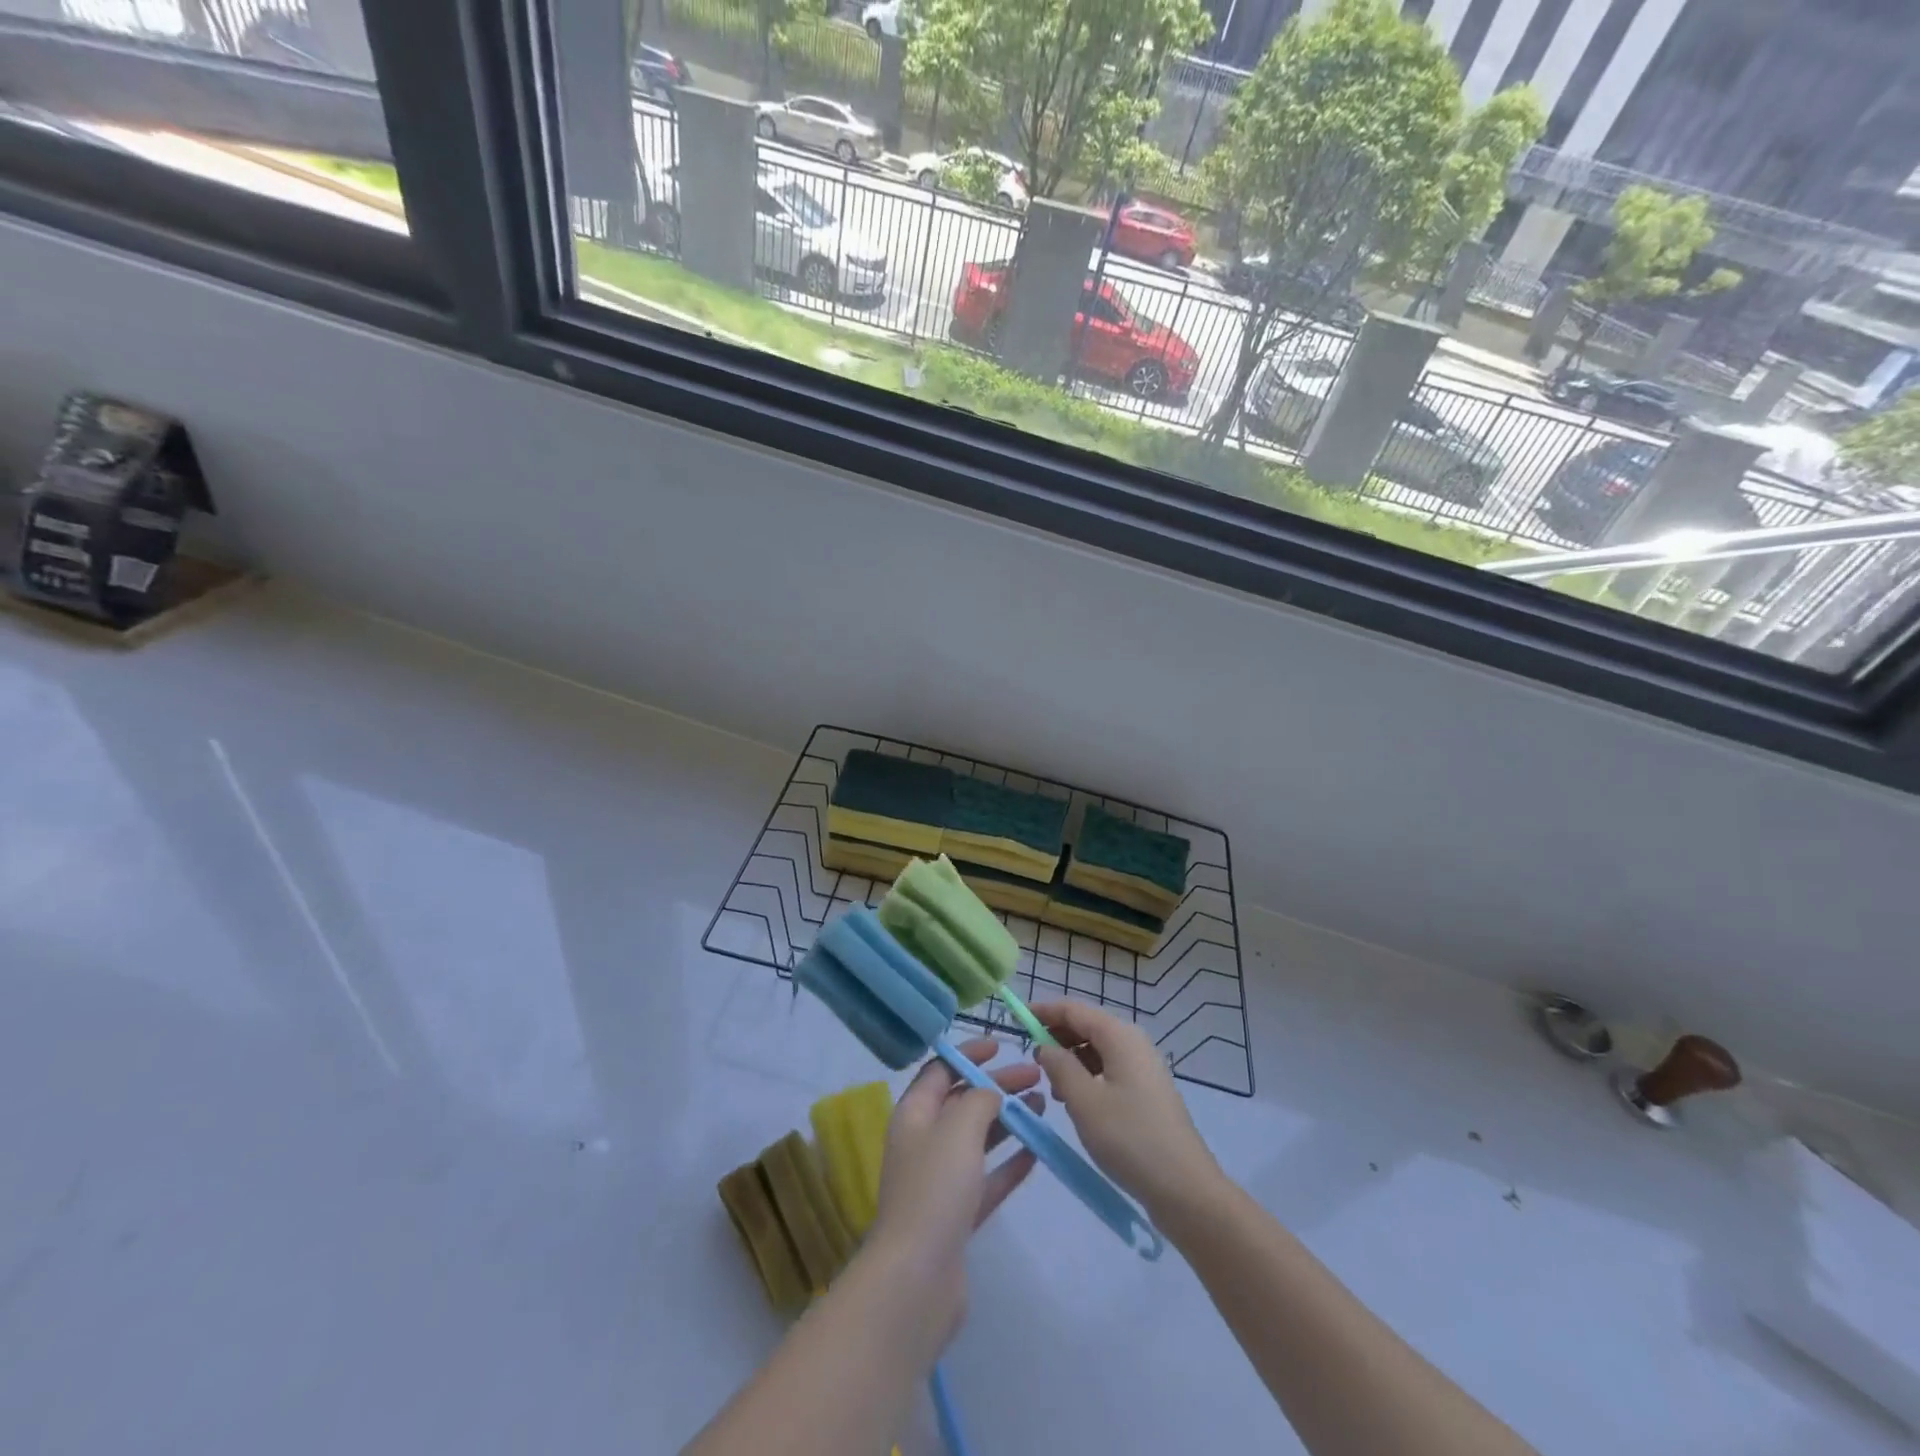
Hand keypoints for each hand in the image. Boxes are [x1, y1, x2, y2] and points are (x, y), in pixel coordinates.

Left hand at [864, 1039, 1040, 1341]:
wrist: (917, 1279)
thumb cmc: (935, 1190)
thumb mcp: (959, 1129)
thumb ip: (979, 1100)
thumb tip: (989, 1093)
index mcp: (914, 1114)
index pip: (940, 1070)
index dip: (968, 1053)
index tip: (1001, 1046)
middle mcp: (924, 1141)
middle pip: (963, 1102)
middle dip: (997, 1086)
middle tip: (1036, 1076)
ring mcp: (940, 1181)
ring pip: (978, 1139)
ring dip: (1008, 1120)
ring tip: (1042, 1107)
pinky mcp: (957, 1216)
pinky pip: (987, 1178)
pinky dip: (1009, 1162)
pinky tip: (1036, 1152)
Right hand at [1032, 1001, 1222, 1219]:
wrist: (1185, 1188)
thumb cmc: (1130, 1139)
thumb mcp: (1084, 1101)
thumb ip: (1059, 1066)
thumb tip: (1045, 1046)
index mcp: (1119, 1035)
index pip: (1073, 1009)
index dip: (1043, 1011)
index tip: (1016, 1019)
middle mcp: (1133, 1041)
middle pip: (1087, 1026)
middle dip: (1056, 1036)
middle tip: (1030, 1058)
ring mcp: (1143, 1066)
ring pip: (1097, 1049)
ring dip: (1070, 1059)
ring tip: (1051, 1086)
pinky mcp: (1146, 1090)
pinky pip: (1109, 1068)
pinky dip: (1087, 1075)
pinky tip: (1074, 1101)